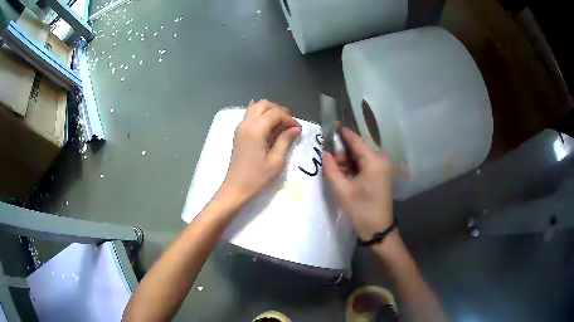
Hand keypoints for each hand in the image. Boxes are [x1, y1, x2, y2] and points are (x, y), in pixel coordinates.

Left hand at [218, 100, 300, 207]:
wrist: (236, 189)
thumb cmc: (257, 178)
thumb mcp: (276, 161)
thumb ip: (285, 141)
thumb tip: (296, 128)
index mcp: (255, 130)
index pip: (275, 113)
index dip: (289, 118)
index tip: (298, 129)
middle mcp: (246, 124)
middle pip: (264, 104)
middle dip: (279, 111)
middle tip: (289, 124)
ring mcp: (240, 127)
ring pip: (255, 107)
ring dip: (269, 111)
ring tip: (280, 125)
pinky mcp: (238, 133)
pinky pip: (250, 115)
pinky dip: (261, 115)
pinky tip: (269, 126)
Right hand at [322, 128, 392, 239]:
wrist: (378, 230)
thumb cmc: (361, 210)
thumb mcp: (342, 190)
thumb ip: (331, 168)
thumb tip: (324, 152)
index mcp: (374, 161)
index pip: (355, 140)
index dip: (342, 132)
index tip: (329, 125)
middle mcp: (381, 159)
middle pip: (358, 147)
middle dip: (342, 150)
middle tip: (328, 158)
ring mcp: (382, 167)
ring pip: (361, 155)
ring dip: (347, 159)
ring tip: (334, 169)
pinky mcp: (381, 174)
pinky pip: (365, 164)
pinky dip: (354, 166)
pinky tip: (344, 174)